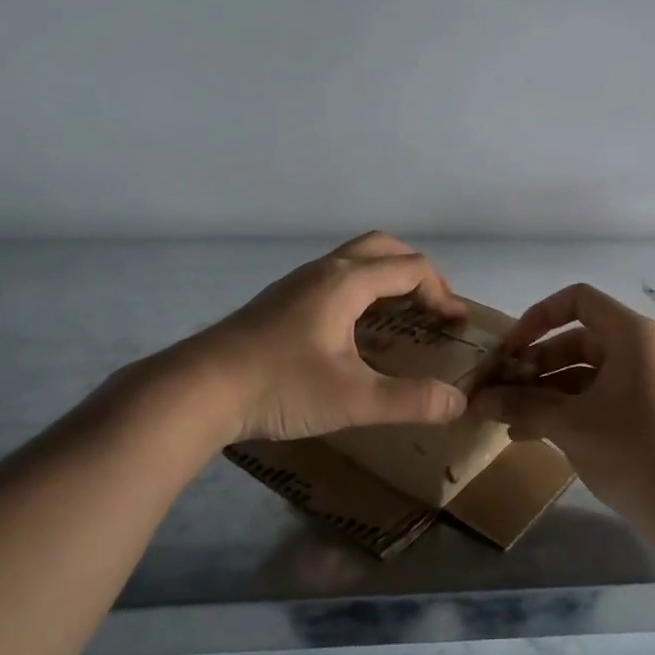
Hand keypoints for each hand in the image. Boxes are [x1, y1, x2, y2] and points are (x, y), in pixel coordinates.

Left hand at [159, 232, 470, 442]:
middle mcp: (323, 272)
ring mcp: (297, 284)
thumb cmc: (279, 386)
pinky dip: (363, 292)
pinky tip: (356, 333)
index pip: (410, 269)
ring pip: (354, 262)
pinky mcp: (280, 303)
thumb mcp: (353, 399)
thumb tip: (457, 404)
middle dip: (417, 273)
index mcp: (345, 283)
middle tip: (433, 308)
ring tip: (402, 318)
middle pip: (382, 249)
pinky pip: (335, 280)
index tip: (456, 325)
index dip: (442, 293)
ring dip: (387, 279)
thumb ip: (410, 401)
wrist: (197, 390)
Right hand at [470, 283, 654, 544]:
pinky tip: (526, 434)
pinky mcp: (639, 413)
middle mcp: (637, 350)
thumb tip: (476, 400)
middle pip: (575, 340)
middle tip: (500, 389)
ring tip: (504, 416)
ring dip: (542, 391)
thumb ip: (521, 405)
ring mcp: (640, 383)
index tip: (510, 349)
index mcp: (629, 335)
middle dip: (534, 364)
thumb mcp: (569, 423)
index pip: (578, 300)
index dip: (538, 317)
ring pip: (581, 374)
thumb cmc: (630, 447)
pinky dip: (562, 410)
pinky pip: (593, 398)